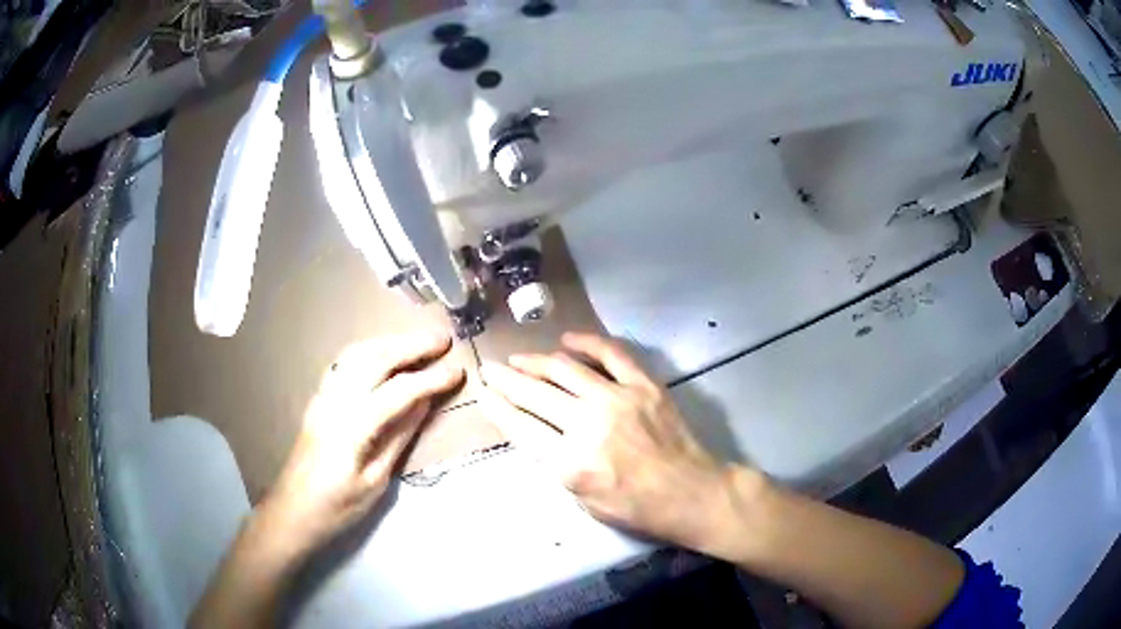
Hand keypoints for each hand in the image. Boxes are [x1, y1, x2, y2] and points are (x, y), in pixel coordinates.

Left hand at [257, 332, 464, 563]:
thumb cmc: (336, 508)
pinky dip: (368, 350)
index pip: (397, 392)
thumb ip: (398, 437)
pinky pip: (343, 363)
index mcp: (351, 428)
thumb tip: (424, 403)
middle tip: (443, 339)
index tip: (458, 370)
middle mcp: (334, 402)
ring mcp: (322, 397)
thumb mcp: (374, 482)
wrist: (292, 512)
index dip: (430, 379)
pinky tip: (381, 353)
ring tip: (418, 341)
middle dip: (411, 346)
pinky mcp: (317, 400)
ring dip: (389, 342)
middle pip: (375, 360)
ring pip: (356, 354)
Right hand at [480, 333, 760, 553]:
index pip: (522, 426)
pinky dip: (586, 342)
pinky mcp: (644, 385)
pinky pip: (611, 353)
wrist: (691, 493)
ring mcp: (618, 399)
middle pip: (535, 394)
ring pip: (565, 369)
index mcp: (572, 463)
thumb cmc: (636, 507)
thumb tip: (538, 430)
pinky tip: (566, 340)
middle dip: (506, 379)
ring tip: (518, 357)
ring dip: (536, 361)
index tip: (483, 392)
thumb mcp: (584, 501)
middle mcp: (589, 425)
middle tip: (490, 368)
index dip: (497, 407)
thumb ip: (558, 464)